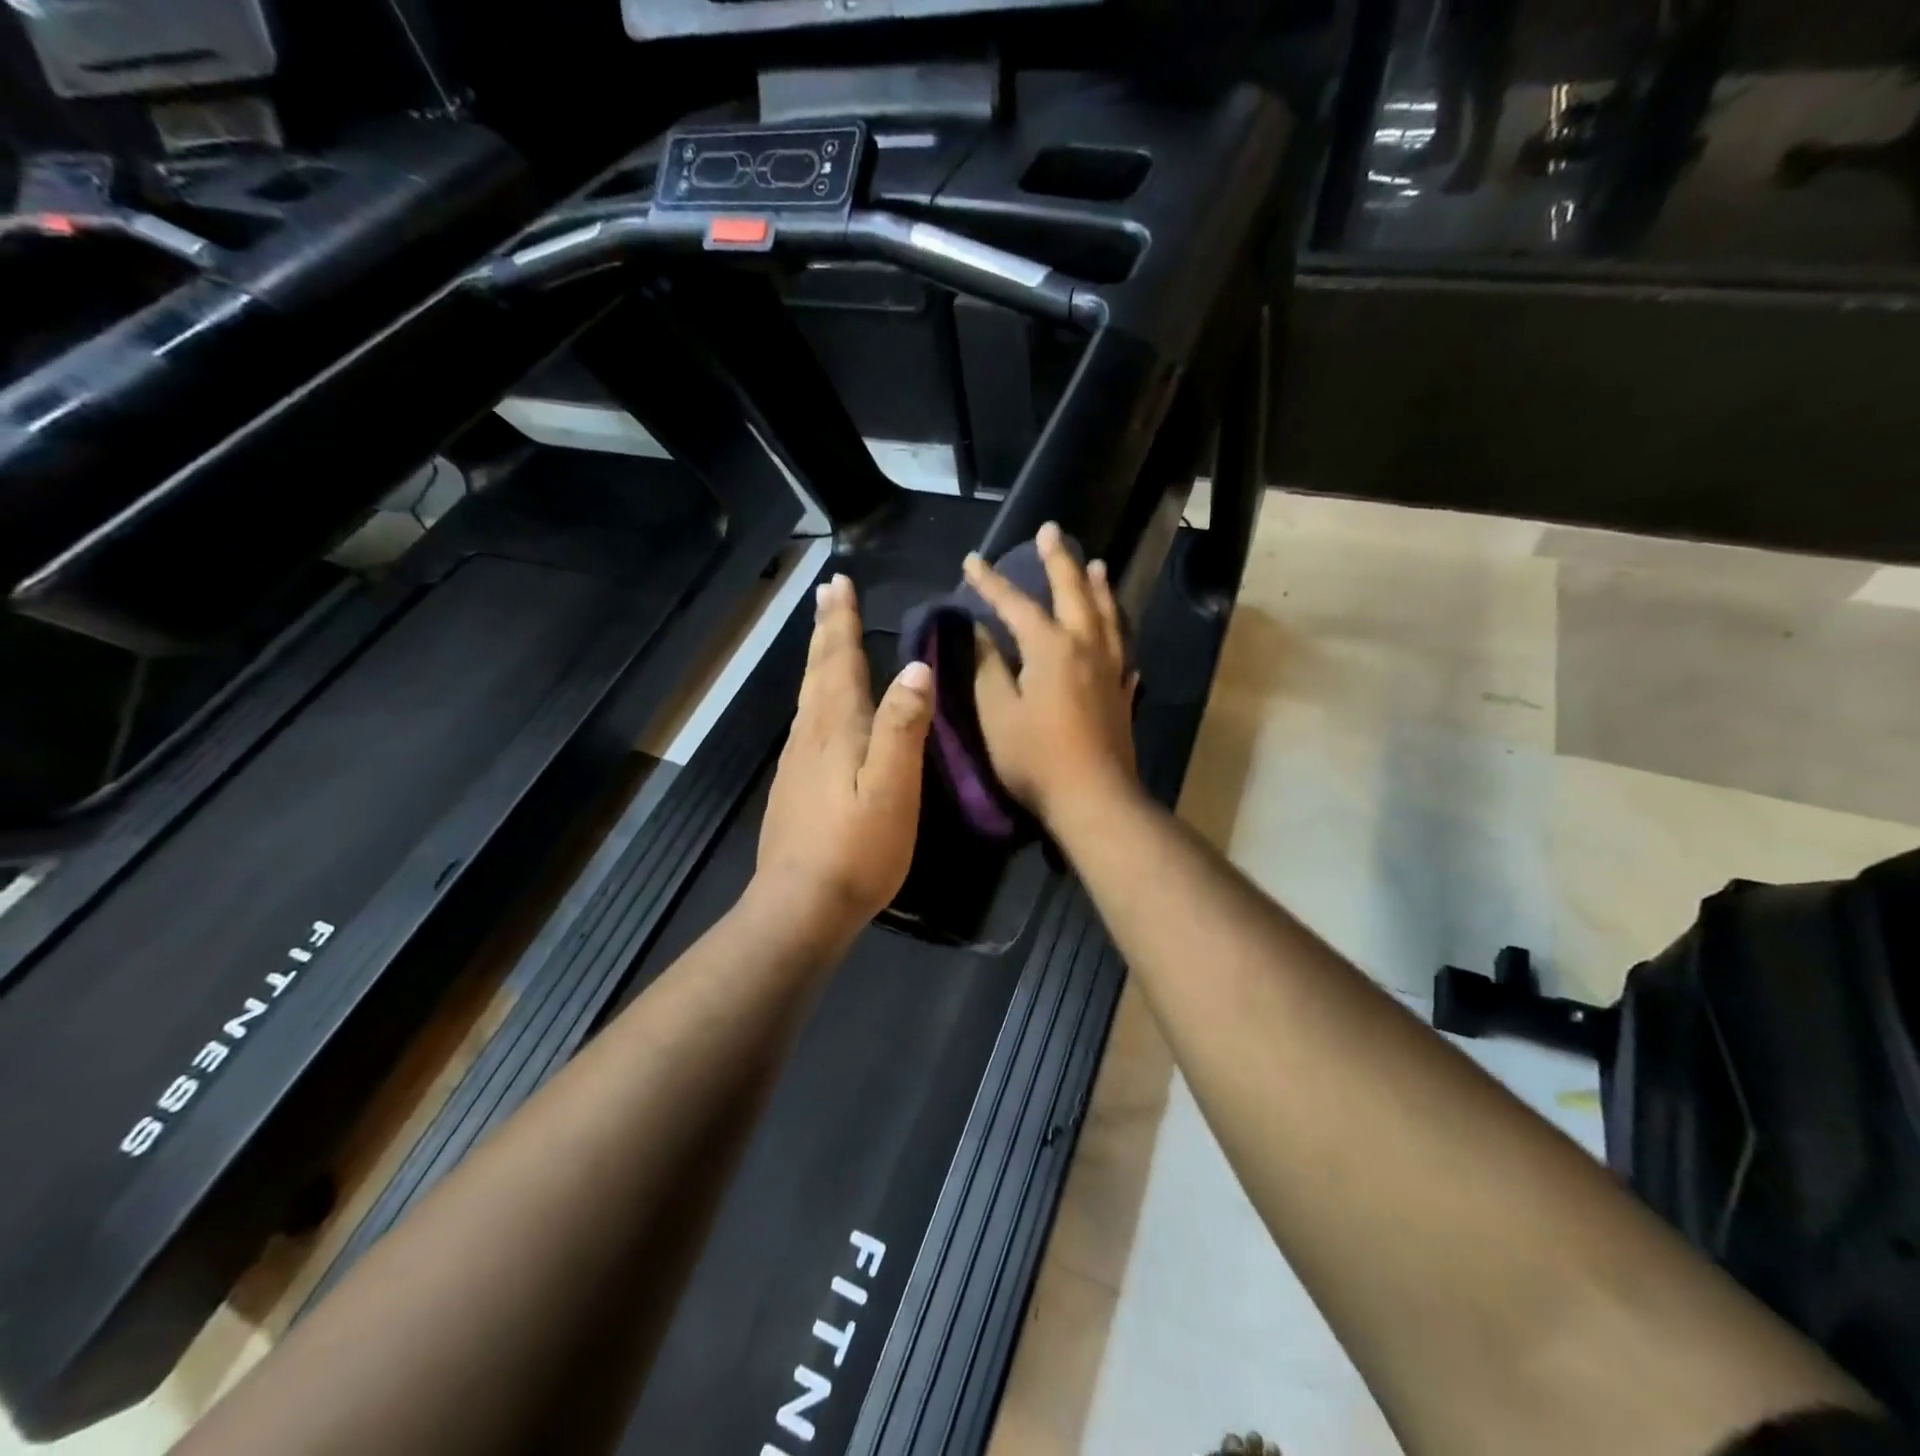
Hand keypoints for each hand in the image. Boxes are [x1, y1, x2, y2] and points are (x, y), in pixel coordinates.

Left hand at [750, 573, 933, 945]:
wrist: (801, 906)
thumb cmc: (856, 848)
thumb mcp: (893, 787)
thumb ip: (903, 727)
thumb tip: (915, 667)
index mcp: (837, 728)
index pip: (838, 661)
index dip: (841, 622)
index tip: (838, 583)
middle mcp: (811, 735)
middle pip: (818, 671)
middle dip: (825, 630)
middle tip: (827, 594)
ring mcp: (797, 762)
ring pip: (809, 695)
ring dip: (818, 659)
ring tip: (825, 636)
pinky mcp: (794, 786)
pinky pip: (808, 722)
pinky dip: (816, 695)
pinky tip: (821, 708)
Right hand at [964, 522, 1139, 827]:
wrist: (1094, 799)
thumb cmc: (1036, 758)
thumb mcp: (997, 713)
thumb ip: (987, 667)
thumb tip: (978, 631)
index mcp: (1051, 647)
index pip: (1015, 604)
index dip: (991, 582)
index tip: (972, 560)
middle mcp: (1086, 647)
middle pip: (1074, 593)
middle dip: (1059, 561)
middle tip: (1052, 531)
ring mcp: (1111, 670)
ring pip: (1107, 616)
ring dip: (1098, 588)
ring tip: (1096, 565)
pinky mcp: (1122, 694)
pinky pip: (1123, 652)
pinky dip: (1118, 635)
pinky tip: (1118, 637)